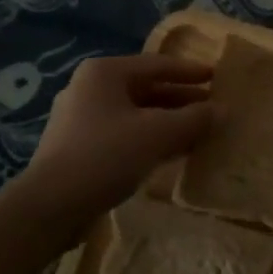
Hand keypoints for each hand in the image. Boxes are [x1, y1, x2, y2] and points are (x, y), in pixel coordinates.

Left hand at [19, 54, 213, 229]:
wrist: (48, 208)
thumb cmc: (104, 156)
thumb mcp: (157, 134)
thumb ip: (194, 119)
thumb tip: (224, 110)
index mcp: (105, 72)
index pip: (157, 65)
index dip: (190, 72)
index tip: (217, 77)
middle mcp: (90, 88)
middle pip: (146, 88)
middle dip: (181, 100)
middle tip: (212, 108)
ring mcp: (81, 118)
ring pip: (135, 113)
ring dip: (167, 122)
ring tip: (198, 132)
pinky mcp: (78, 147)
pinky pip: (123, 134)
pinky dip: (149, 138)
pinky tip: (170, 153)